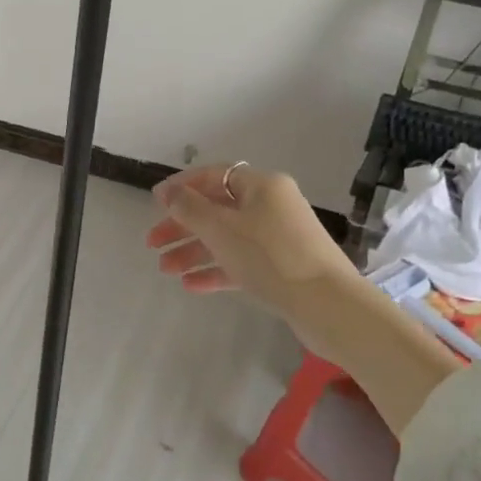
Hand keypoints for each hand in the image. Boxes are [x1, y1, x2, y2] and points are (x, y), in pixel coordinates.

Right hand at [146, 163, 357, 319]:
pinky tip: (190, 285)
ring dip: (194, 251)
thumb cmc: (270, 256)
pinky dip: (216, 270)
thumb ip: (189, 208)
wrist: (327, 305)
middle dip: (183, 226)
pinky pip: (241, 262)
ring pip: (227, 239)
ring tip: (165, 270)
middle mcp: (272, 206)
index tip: (155, 203)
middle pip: (218, 209)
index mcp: (262, 186)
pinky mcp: (282, 269)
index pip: (215, 176)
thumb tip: (167, 191)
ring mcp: (278, 238)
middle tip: (153, 243)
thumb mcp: (221, 228)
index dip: (183, 186)